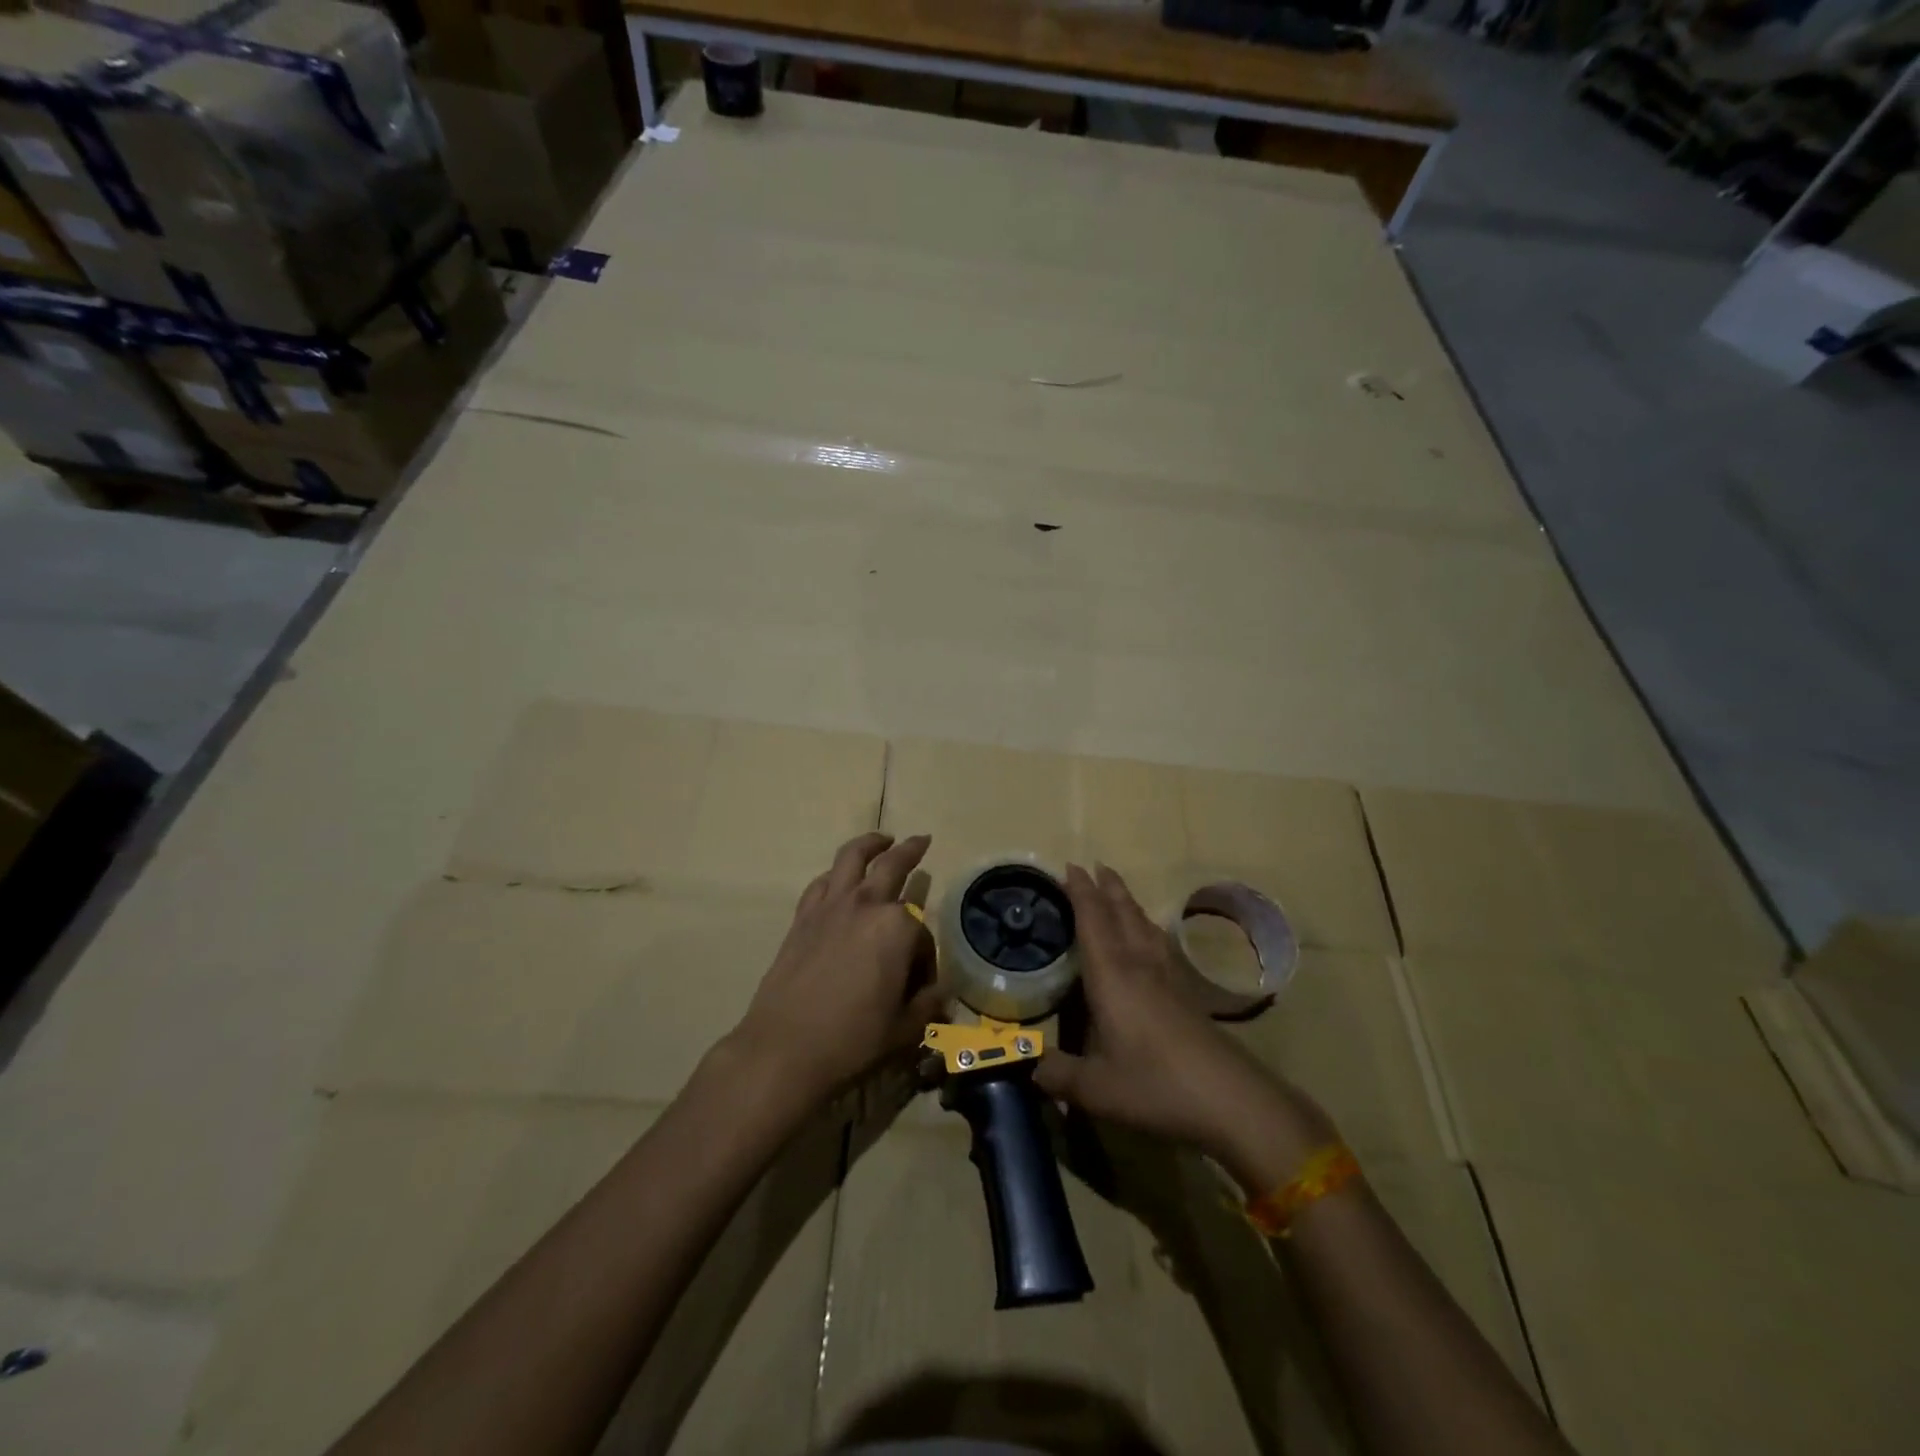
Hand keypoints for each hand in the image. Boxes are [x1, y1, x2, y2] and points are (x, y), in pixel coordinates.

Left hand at [732, 832, 942, 1104]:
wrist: (784, 1049)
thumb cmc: (853, 1039)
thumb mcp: (904, 1029)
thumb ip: (927, 1005)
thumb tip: (939, 995)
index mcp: (898, 928)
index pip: (923, 934)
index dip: (925, 961)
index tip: (920, 988)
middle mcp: (865, 905)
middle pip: (892, 865)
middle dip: (911, 851)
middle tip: (921, 840)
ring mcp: (830, 907)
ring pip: (851, 859)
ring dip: (869, 844)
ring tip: (881, 840)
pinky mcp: (802, 919)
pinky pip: (821, 883)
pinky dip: (835, 875)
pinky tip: (838, 880)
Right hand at [1036, 864, 1333, 1180]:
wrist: (1230, 1098)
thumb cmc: (1155, 1085)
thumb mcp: (1096, 1088)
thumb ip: (1058, 1074)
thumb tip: (1028, 1068)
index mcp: (1112, 976)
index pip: (1092, 922)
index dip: (1081, 893)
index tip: (1070, 866)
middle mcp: (1139, 965)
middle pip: (1122, 913)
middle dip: (1107, 888)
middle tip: (1094, 866)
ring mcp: (1167, 977)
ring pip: (1144, 926)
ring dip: (1128, 903)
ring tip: (1118, 892)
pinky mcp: (1187, 994)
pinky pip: (1160, 944)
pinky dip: (1147, 929)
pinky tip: (1150, 939)